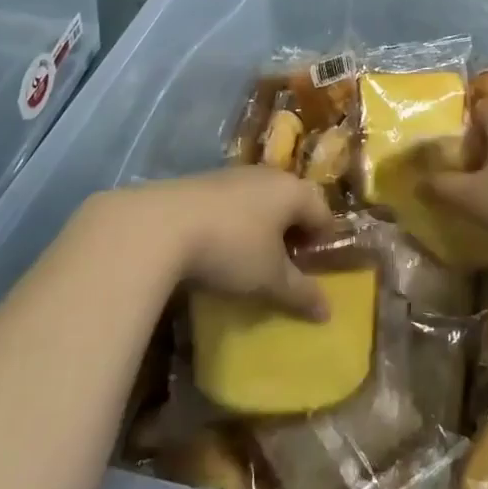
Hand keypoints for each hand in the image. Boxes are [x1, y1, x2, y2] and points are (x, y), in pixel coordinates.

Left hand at [93, 168, 336, 320]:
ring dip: (261, 228)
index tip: (313, 270)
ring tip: (250, 260)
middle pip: (291, 203)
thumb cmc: (231, 248)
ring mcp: (232, 175)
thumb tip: (328, 313)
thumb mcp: (269, 279)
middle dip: (292, 234)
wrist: (158, 226)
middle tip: (284, 266)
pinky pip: (231, 204)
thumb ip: (300, 293)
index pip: (323, 213)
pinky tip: (218, 248)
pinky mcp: (201, 183)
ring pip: (260, 202)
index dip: (322, 243)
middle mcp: (267, 175)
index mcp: (293, 191)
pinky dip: (234, 224)